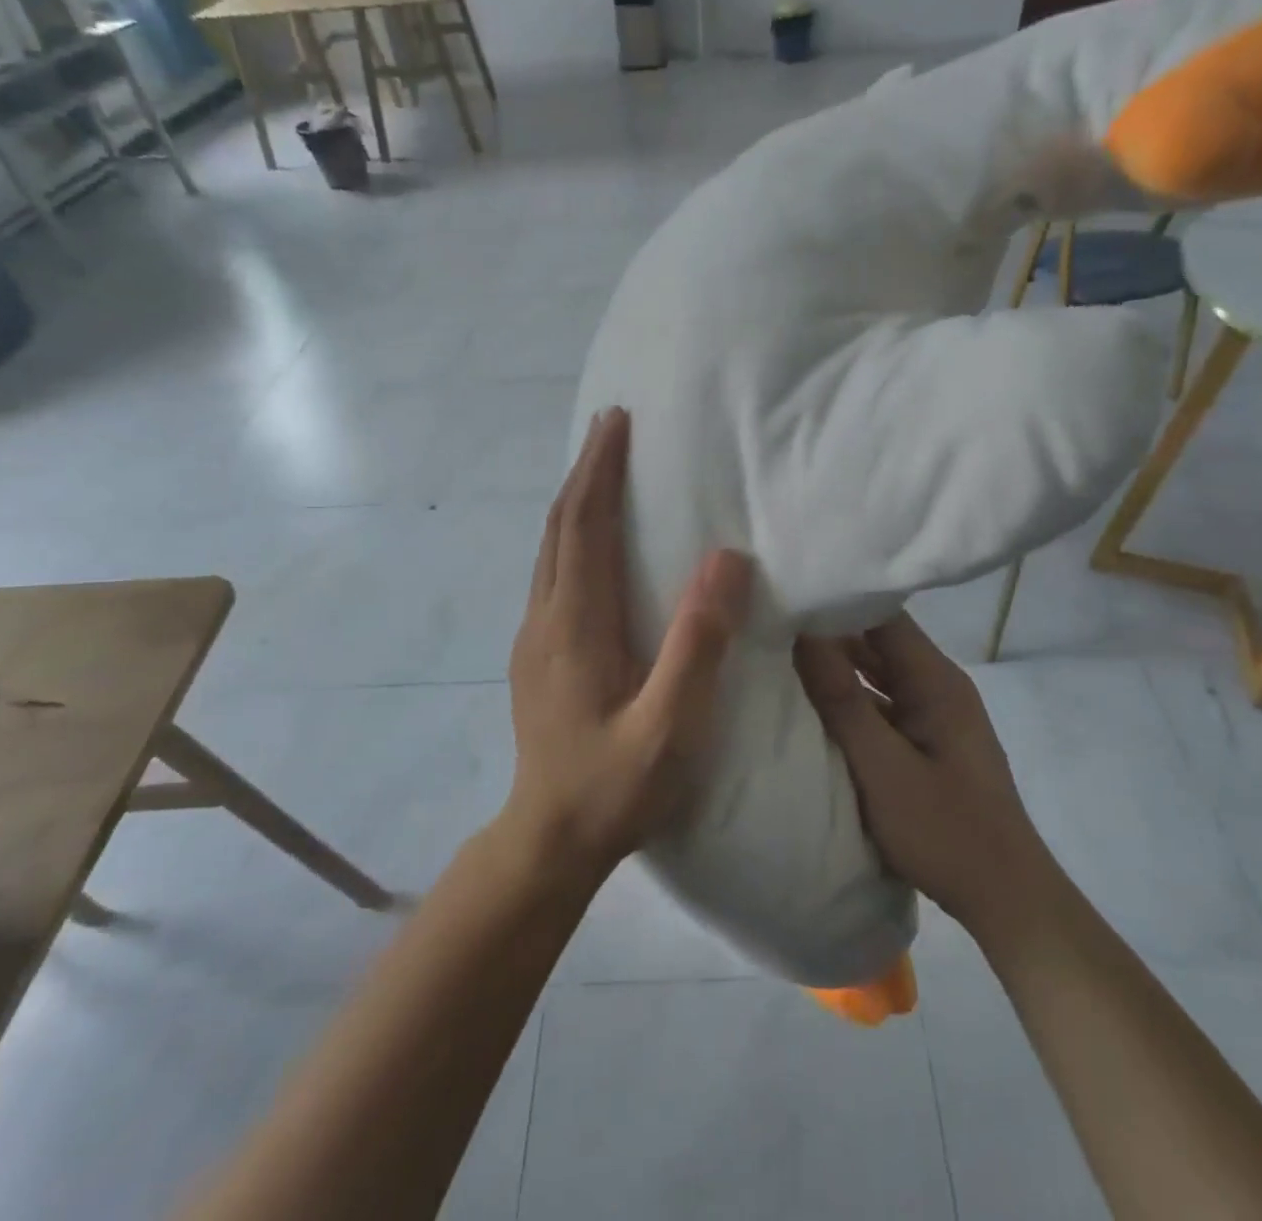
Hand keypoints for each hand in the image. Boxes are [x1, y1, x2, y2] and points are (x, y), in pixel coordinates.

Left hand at [506, 407, 751, 881]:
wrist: (548, 841)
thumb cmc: (615, 786)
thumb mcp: (671, 726)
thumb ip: (699, 644)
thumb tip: (727, 559)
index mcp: (576, 625)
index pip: (584, 526)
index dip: (600, 470)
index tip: (617, 421)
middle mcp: (545, 619)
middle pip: (559, 526)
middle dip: (585, 470)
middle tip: (611, 426)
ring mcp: (534, 637)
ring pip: (550, 548)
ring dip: (576, 499)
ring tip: (604, 468)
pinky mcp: (537, 654)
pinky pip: (553, 571)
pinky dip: (572, 534)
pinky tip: (594, 539)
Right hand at [794, 616, 1049, 940]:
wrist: (1005, 900)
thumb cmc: (945, 831)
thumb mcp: (883, 768)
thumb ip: (842, 700)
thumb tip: (804, 633)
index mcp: (935, 679)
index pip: (882, 615)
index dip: (836, 599)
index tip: (787, 594)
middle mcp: (936, 685)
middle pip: (877, 641)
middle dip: (826, 632)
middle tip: (769, 621)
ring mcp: (931, 714)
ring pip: (875, 675)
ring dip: (834, 668)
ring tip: (777, 653)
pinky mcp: (923, 742)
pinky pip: (878, 706)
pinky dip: (846, 702)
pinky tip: (808, 705)